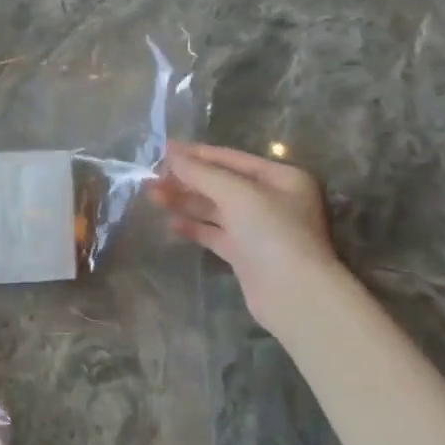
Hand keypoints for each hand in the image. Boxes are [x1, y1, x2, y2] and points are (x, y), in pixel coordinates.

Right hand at [148, 142, 340, 332]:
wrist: (294, 295)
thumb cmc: (272, 233)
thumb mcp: (237, 194)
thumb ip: (202, 173)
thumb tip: (171, 155)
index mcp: (282, 178)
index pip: (232, 158)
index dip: (197, 153)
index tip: (164, 149)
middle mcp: (273, 200)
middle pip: (222, 184)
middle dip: (187, 179)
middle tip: (151, 177)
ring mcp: (259, 229)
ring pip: (215, 209)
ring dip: (185, 201)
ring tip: (152, 196)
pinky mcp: (246, 254)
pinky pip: (215, 234)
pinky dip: (194, 227)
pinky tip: (171, 223)